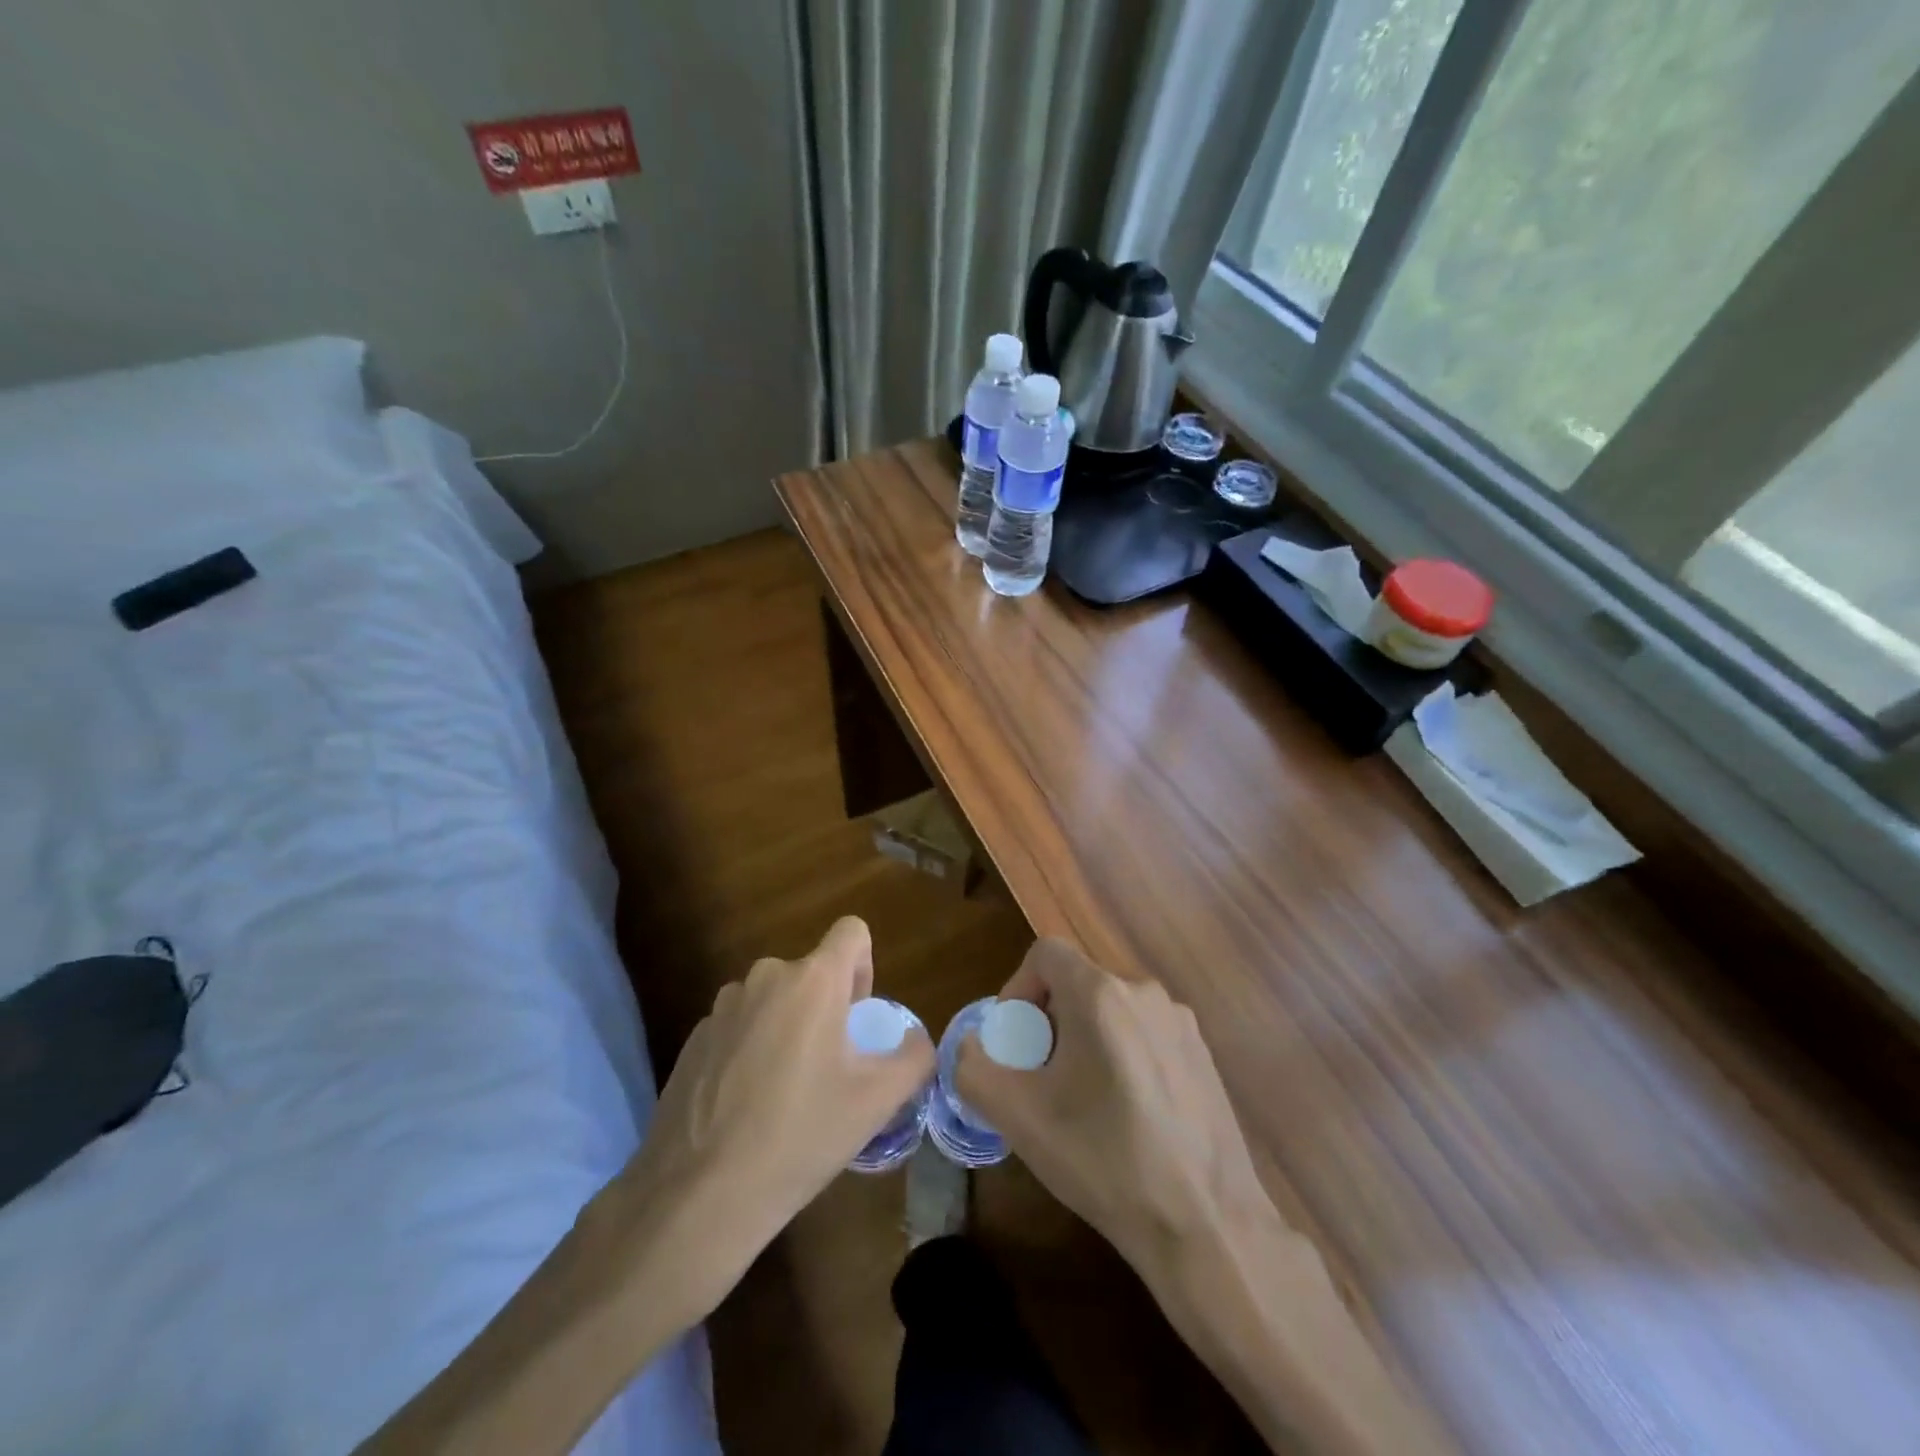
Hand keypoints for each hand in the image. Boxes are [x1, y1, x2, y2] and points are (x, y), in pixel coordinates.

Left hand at [594, 917, 932, 1320]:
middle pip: (812, 972)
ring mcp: (723, 1006)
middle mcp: (766, 976)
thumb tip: (916, 1041)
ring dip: (788, 1026)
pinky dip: (751, 1048)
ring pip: (774, 999)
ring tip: (785, 1091)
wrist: (700, 1193)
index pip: (851, 932)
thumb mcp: (877, 1102)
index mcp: (813, 980)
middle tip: (829, 1067)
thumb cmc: (800, 1134)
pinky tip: (746, 1105)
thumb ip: (914, 1058)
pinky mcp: (694, 1037)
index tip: (857, 1018)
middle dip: (827, 1007)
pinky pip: (740, 1025)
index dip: (865, 966)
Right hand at [955, 939, 1273, 1286]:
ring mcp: (1181, 1021)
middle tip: (1043, 1076)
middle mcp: (1144, 991)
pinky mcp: (1204, 1052)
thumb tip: (971, 1046)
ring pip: (1113, 1009)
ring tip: (1083, 1100)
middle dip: (1050, 1019)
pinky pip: (1146, 1033)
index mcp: (1100, 994)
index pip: (1046, 953)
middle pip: (1079, 982)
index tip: (1016, 1041)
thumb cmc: (1103, 1161)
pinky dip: (1123, 1054)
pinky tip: (1127, 1114)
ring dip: (1086, 1038)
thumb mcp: (1018, 1118)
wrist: (1206, 1225)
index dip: (1018, 988)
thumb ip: (974, 1068)